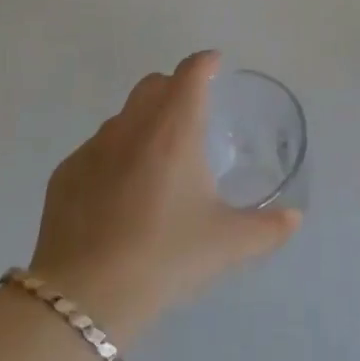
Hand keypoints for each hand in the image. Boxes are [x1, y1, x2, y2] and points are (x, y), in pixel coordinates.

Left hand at [30, 52, 299, 332]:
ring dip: (143, 123)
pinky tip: (119, 196)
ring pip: (122, 117)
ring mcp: (93, 148)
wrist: (85, 297)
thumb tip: (294, 217)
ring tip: (157, 162)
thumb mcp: (228, 244)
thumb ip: (268, 228)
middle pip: (153, 84)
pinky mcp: (65, 175)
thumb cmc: (166, 256)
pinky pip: (95, 150)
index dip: (206, 63)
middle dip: (174, 88)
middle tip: (191, 116)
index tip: (216, 66)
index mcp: (174, 129)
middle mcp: (132, 126)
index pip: (191, 73)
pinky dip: (113, 157)